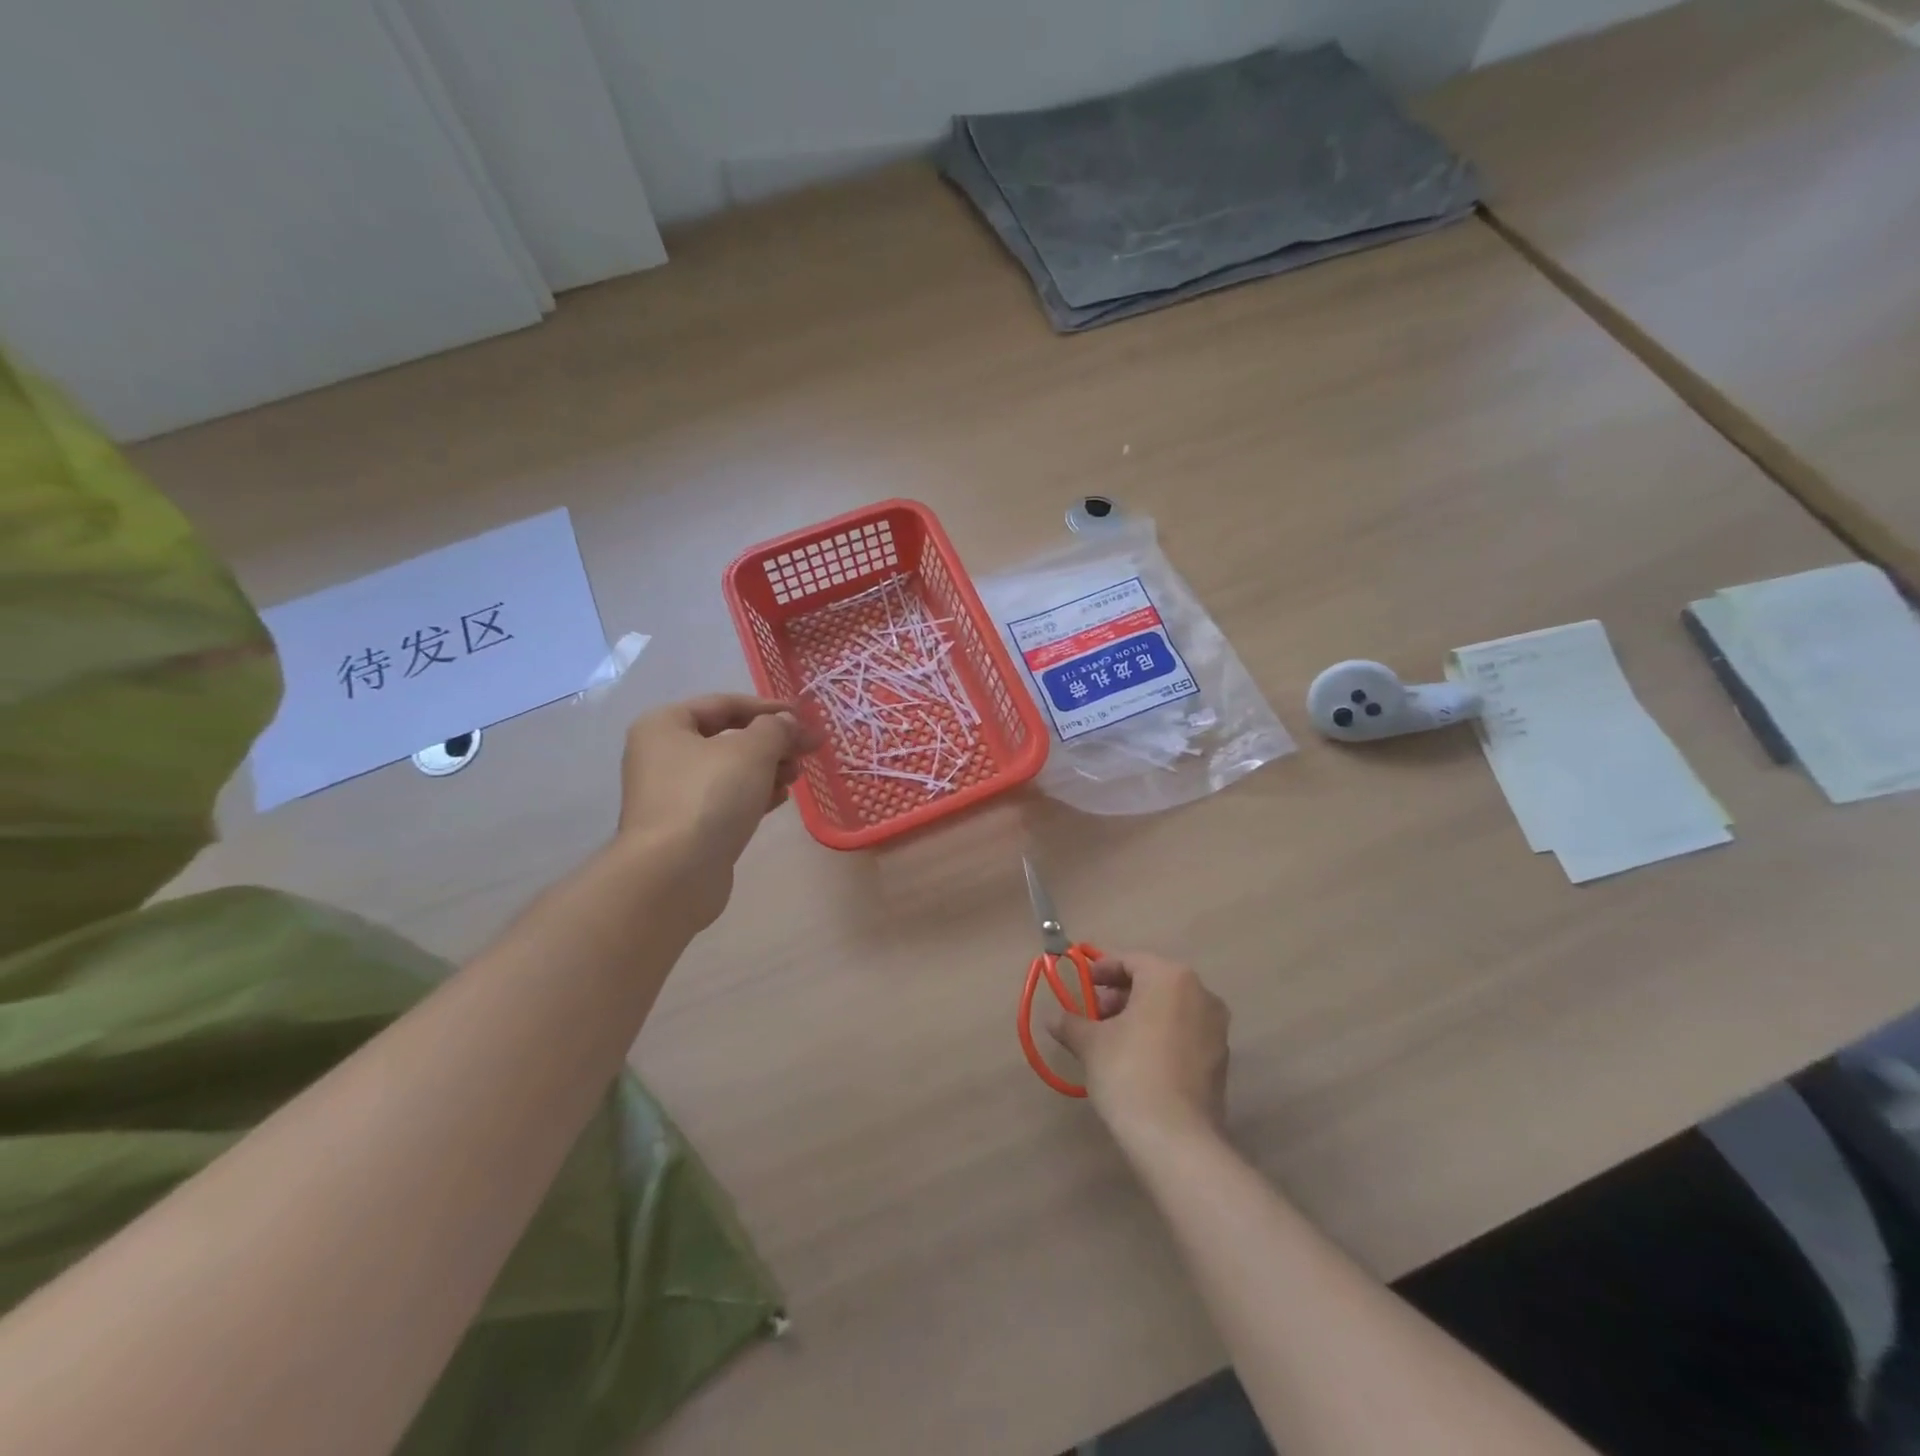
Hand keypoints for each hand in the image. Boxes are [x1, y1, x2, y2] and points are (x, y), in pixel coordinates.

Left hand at [615, 694, 821, 920]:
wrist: (674, 874)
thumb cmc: (709, 797)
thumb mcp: (752, 750)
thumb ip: (777, 728)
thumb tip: (790, 723)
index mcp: (665, 725)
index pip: (724, 704)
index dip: (768, 707)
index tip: (805, 716)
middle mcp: (662, 756)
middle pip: (727, 738)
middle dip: (771, 741)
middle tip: (808, 749)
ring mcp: (672, 795)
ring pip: (729, 771)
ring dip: (767, 768)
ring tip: (797, 775)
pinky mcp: (686, 828)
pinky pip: (726, 800)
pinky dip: (754, 795)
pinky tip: (780, 799)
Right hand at [1048, 952, 1228, 1147]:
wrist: (1175, 1138)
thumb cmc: (1129, 1071)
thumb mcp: (1091, 1043)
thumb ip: (1072, 1023)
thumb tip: (1054, 1018)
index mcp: (1170, 977)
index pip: (1130, 961)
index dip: (1102, 970)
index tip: (1083, 985)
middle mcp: (1201, 994)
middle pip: (1153, 983)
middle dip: (1121, 995)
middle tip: (1095, 1015)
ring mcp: (1216, 1028)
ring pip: (1171, 1009)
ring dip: (1141, 1016)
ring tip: (1112, 1040)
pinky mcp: (1221, 1060)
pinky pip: (1185, 1034)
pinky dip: (1161, 1036)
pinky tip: (1138, 1061)